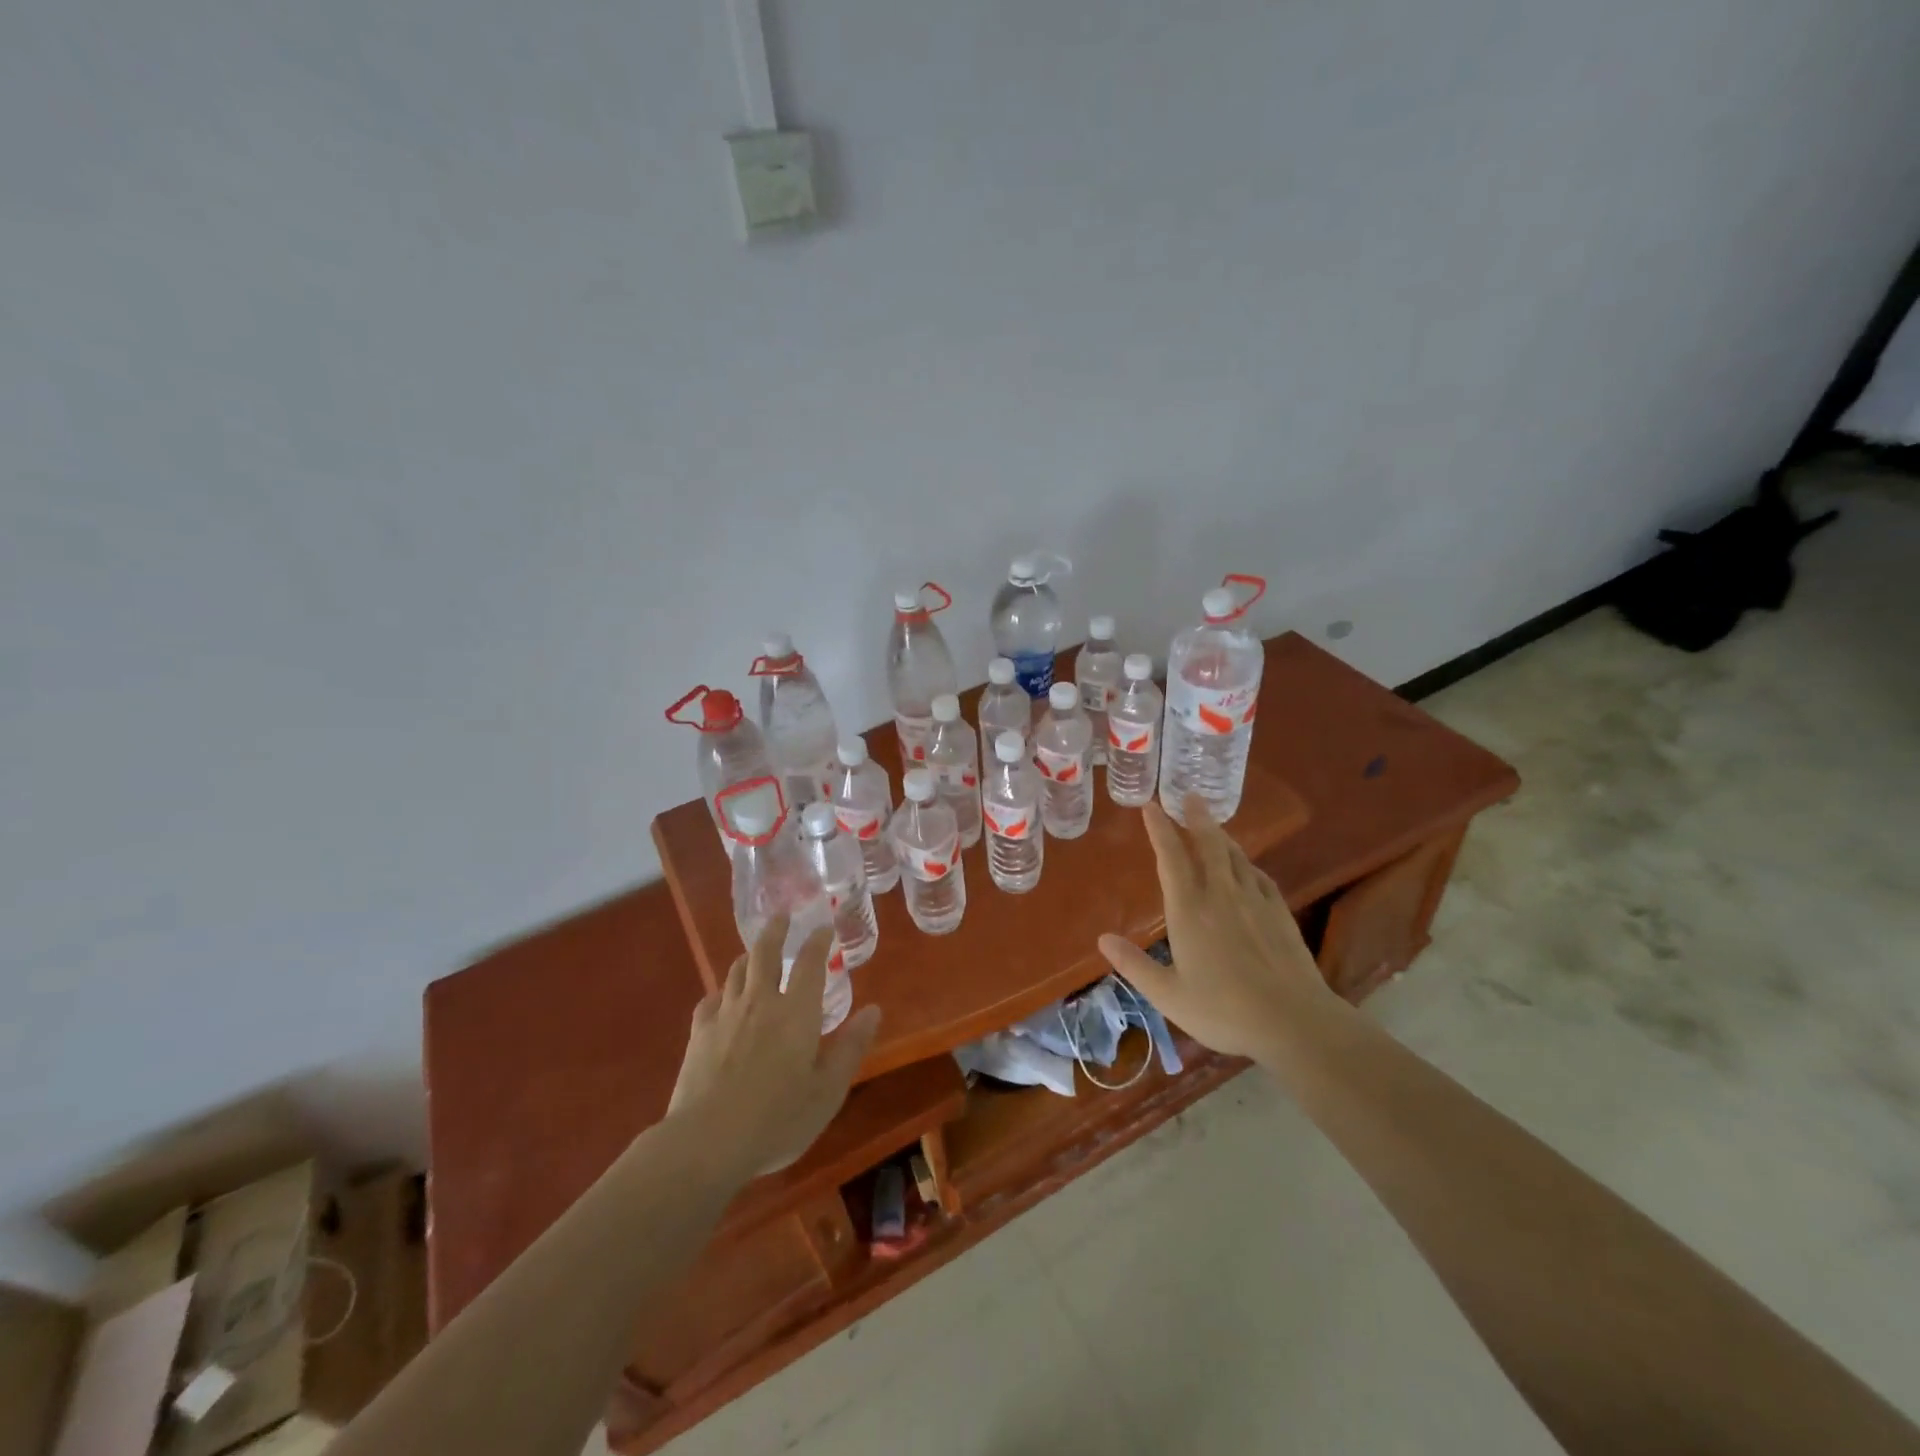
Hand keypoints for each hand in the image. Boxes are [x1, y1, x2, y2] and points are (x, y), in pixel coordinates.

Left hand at [667, 917, 881, 1175]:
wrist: (707, 1141)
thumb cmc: (778, 1119)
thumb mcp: (828, 1091)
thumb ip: (851, 1047)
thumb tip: (874, 1010)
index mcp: (797, 1012)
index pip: (810, 963)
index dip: (818, 941)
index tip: (824, 926)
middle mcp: (761, 1002)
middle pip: (765, 952)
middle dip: (776, 930)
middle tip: (781, 916)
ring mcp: (726, 1014)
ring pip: (737, 971)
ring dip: (749, 957)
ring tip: (754, 953)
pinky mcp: (698, 1033)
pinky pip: (711, 999)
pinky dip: (722, 992)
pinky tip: (722, 1000)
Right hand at [1098, 795, 1329, 1062]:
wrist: (1293, 1022)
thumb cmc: (1223, 1010)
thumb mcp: (1168, 995)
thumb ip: (1134, 965)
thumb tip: (1102, 939)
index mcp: (1189, 911)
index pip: (1171, 858)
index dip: (1159, 830)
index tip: (1151, 806)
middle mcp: (1221, 896)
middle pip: (1208, 845)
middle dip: (1196, 818)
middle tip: (1190, 795)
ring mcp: (1254, 901)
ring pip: (1235, 856)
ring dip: (1221, 835)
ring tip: (1212, 824)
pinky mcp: (1280, 913)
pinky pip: (1259, 876)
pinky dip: (1247, 863)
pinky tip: (1246, 866)